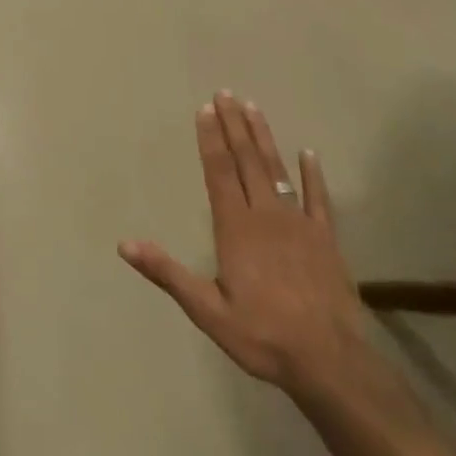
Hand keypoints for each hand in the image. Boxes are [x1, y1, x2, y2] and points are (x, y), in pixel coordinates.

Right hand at [121, 94, 368, 397]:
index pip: (218, 172)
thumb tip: (125, 244)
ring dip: (264, 138)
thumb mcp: (207, 310)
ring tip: (253, 107)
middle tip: (225, 93)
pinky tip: (309, 153)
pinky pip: (319, 199)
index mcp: (235, 227)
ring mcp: (299, 224)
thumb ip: (167, 273)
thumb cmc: (263, 335)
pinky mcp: (326, 240)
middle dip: (233, 125)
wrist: (331, 363)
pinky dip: (313, 175)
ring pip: (278, 170)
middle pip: (246, 161)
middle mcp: (266, 214)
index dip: (210, 139)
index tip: (205, 109)